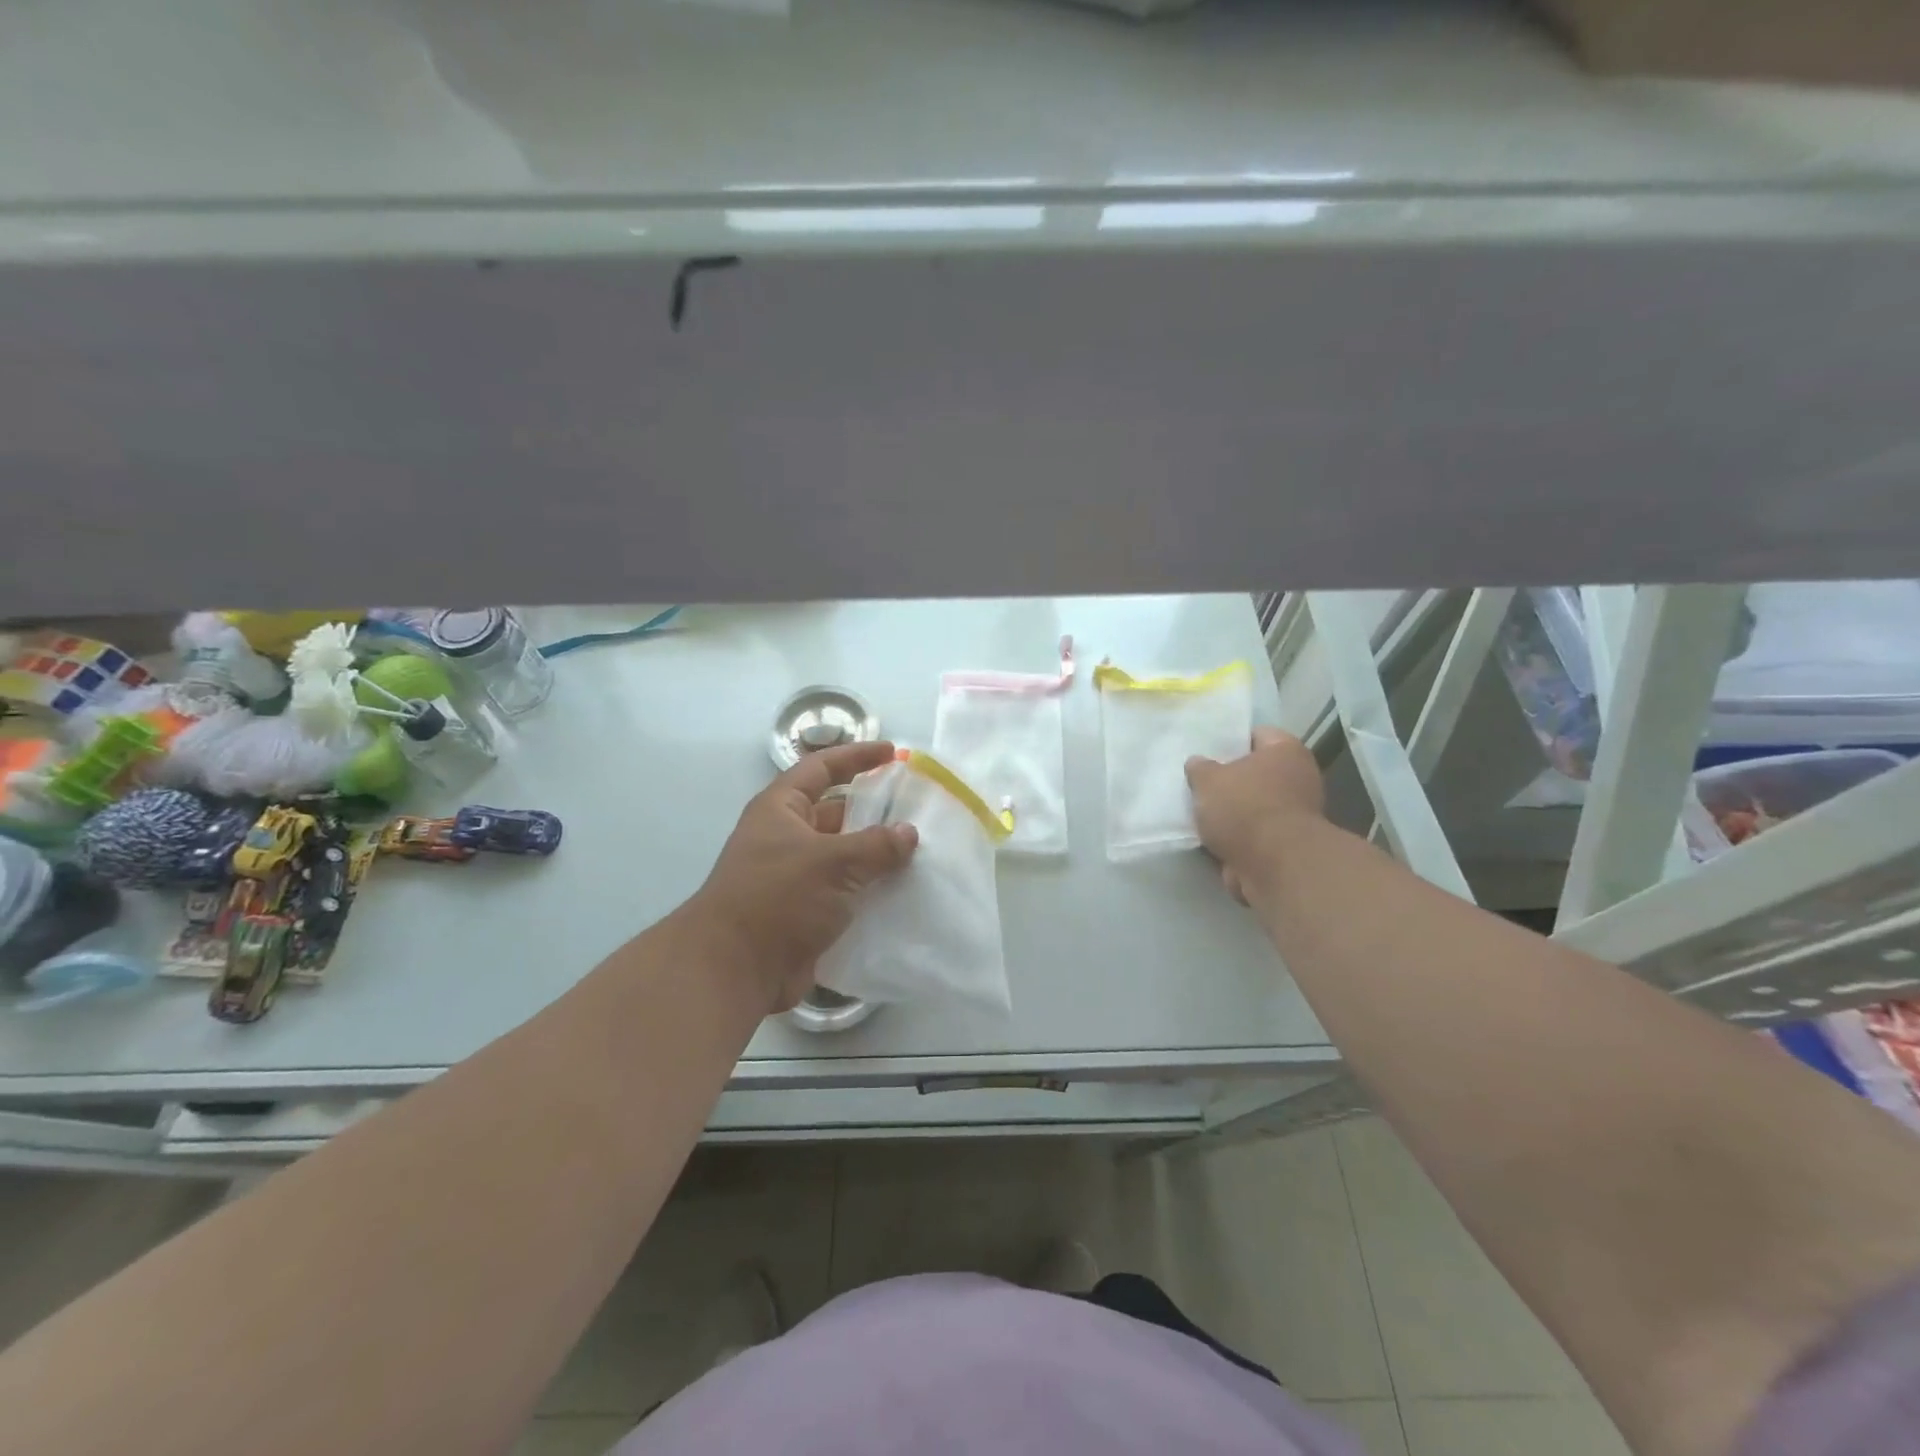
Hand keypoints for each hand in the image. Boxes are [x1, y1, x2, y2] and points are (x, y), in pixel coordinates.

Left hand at [688, 740, 917, 1013]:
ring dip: (876, 856)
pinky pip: (845, 892)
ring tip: (921, 852)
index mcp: (781, 810)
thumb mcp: (832, 862)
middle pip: (836, 813)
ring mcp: (795, 877)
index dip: (856, 756)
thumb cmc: (778, 898)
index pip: (822, 768)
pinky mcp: (805, 912)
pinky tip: (905, 894)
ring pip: (844, 856)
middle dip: (874, 811)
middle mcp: (786, 837)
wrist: (735, 971)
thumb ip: (876, 845)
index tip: (893, 754)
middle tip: (917, 810)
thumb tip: (908, 833)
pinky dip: (871, 891)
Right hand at [1185, 728, 1324, 902]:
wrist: (1273, 865)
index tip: (1207, 750)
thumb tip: (1198, 764)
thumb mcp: (1208, 780)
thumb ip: (1199, 768)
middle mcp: (1298, 778)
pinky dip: (1236, 836)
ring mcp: (1295, 814)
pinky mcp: (1286, 845)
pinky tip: (1210, 838)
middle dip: (1230, 779)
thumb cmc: (1243, 807)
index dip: (1231, 740)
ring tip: (1199, 812)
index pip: (1257, 734)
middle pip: (1256, 772)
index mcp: (1286, 751)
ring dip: (1232, 811)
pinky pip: (1253, 833)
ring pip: (1253, 805)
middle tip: (1200, 782)